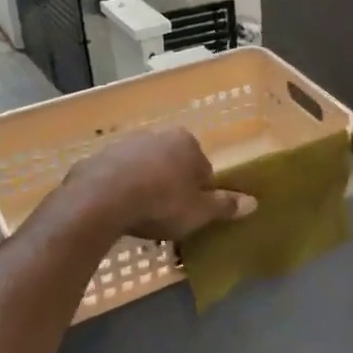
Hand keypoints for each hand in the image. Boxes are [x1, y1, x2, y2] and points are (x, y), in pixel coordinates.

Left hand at [60, 128, 254, 240]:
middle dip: (172, 187)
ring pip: (145, 169)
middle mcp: (157, 135)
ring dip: (146, 187)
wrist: (100, 200)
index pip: (203, 169)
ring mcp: (125, 144)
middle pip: (173, 165)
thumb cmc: (161, 203)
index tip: (191, 214)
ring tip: (142, 218)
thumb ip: (225, 206)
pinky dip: (121, 190)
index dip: (200, 194)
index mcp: (186, 143)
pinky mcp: (98, 158)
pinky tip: (118, 212)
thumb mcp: (199, 211)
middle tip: (167, 217)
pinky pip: (118, 177)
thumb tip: (254, 202)